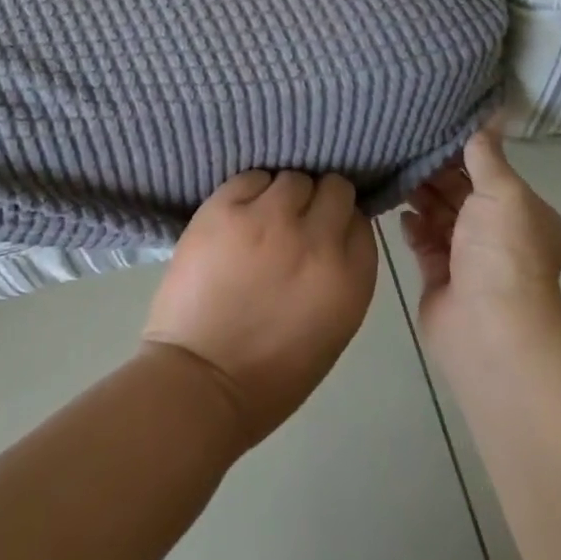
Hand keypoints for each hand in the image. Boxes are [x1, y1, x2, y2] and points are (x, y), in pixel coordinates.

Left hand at [143, 171, 378, 447]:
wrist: (199, 382)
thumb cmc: (270, 374)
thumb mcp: (331, 327)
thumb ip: (341, 272)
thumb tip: (334, 232)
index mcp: (348, 277)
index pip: (360, 220)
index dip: (342, 222)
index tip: (325, 232)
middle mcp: (316, 239)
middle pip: (334, 189)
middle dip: (319, 201)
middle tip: (296, 220)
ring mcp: (269, 218)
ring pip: (292, 178)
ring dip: (283, 195)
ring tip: (263, 218)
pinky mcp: (226, 207)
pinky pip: (251, 177)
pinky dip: (250, 191)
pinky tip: (238, 216)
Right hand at [400, 128, 560, 359]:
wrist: (489, 328)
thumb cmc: (503, 251)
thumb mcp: (503, 192)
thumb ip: (487, 155)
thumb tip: (489, 116)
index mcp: (521, 211)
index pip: (489, 170)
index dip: (463, 150)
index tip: (432, 126)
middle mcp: (497, 232)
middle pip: (461, 191)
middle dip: (435, 171)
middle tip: (403, 144)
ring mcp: (467, 256)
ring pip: (439, 214)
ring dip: (420, 195)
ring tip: (395, 170)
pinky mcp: (440, 275)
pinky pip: (423, 241)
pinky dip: (412, 226)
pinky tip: (399, 212)